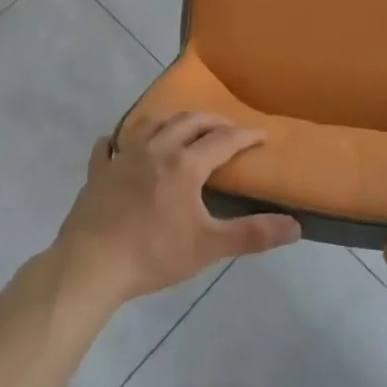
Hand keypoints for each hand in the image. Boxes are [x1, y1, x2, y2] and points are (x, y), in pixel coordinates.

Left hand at [53, 114, 301, 308]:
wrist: (91, 264)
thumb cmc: (153, 254)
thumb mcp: (208, 247)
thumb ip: (252, 234)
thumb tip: (296, 225)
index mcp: (184, 164)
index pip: (223, 141)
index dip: (245, 136)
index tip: (262, 135)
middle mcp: (155, 149)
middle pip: (187, 123)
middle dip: (211, 121)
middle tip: (226, 127)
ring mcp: (122, 157)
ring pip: (150, 125)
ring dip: (171, 121)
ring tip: (181, 127)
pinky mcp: (98, 172)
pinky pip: (107, 147)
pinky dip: (116, 141)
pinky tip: (115, 144)